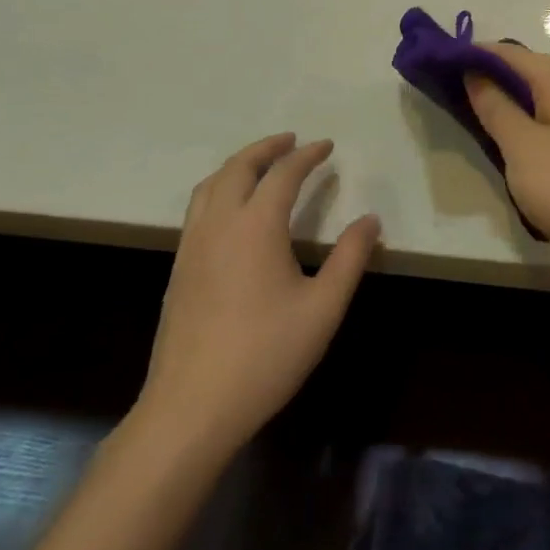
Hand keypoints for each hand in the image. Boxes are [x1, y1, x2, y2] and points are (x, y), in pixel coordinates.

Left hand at [136, 135, 379, 451]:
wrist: (191, 408)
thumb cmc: (266, 355)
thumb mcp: (324, 307)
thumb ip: (349, 258)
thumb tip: (369, 220)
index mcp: (255, 227)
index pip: (283, 174)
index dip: (307, 155)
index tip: (328, 146)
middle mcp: (218, 225)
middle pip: (238, 168)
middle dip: (266, 148)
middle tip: (292, 141)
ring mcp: (192, 247)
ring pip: (210, 186)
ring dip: (238, 165)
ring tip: (262, 164)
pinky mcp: (179, 269)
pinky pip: (198, 209)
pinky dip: (219, 189)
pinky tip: (233, 210)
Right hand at [465, 46, 549, 268]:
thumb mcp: (522, 146)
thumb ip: (495, 107)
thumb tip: (475, 73)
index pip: (512, 54)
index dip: (475, 55)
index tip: (439, 64)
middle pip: (529, 74)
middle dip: (491, 79)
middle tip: (451, 93)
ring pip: (541, 102)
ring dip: (509, 106)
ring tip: (474, 119)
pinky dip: (528, 128)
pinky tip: (511, 148)